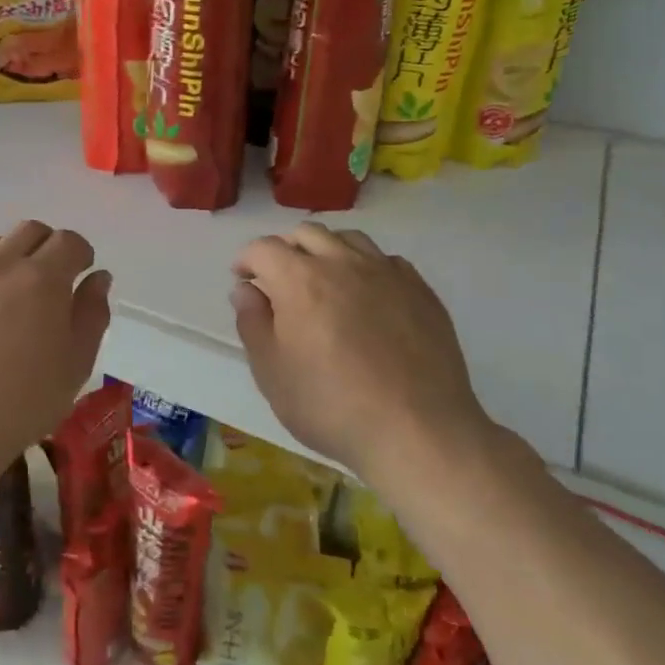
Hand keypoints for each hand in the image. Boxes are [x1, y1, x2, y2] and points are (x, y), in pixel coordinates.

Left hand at [0, 222, 112, 480]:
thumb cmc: (20, 406)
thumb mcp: (75, 367)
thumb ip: (92, 314)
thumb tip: (97, 277)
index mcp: (41, 279)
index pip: (69, 242)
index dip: (80, 255)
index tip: (79, 275)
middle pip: (29, 231)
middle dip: (46, 249)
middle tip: (45, 285)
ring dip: (5, 258)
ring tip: (2, 296)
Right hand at [231, 223, 492, 476]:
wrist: (417, 431)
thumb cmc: (330, 405)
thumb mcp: (271, 372)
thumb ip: (252, 323)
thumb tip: (246, 290)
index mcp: (299, 279)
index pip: (264, 248)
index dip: (247, 260)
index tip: (243, 280)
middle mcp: (343, 263)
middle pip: (307, 233)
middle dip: (286, 250)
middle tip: (279, 281)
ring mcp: (387, 273)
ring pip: (349, 240)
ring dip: (327, 251)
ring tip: (324, 282)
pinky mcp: (421, 291)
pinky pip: (386, 261)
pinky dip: (366, 268)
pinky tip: (366, 298)